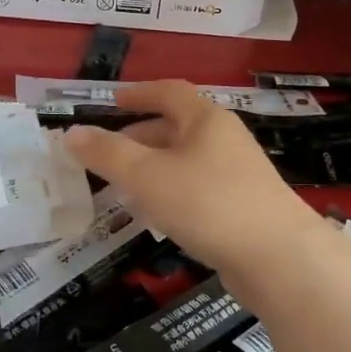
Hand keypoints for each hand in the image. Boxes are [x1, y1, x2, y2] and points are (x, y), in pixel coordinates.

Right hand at [63, 81, 318, 276]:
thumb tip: (71, 133)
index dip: (138, 93)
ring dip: (154, 167)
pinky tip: (157, 216)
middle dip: (141, 136)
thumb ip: (107, 154)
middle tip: (108, 152)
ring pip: (186, 160)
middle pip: (177, 127)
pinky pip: (198, 188)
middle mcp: (225, 139)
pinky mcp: (243, 207)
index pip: (169, 92)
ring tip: (124, 186)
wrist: (279, 259)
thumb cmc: (208, 204)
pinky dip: (171, 192)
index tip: (112, 102)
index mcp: (206, 119)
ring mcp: (238, 174)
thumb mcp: (147, 176)